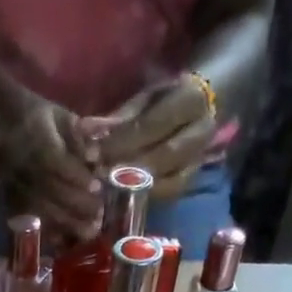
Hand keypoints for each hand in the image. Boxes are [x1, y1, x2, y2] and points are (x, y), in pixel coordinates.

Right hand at [0, 96, 103, 244]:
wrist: (6, 123)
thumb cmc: (42, 118)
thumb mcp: (62, 116)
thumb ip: (79, 135)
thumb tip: (94, 156)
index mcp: (35, 137)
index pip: (55, 160)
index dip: (76, 176)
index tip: (97, 187)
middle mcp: (23, 163)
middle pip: (50, 189)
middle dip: (77, 204)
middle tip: (99, 214)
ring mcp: (15, 183)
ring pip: (41, 206)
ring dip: (66, 222)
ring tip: (88, 231)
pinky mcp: (11, 198)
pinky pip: (30, 218)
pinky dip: (47, 230)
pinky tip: (64, 240)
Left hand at [89, 75, 215, 200]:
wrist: (204, 105)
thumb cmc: (167, 97)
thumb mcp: (145, 96)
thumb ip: (120, 116)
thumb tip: (87, 131)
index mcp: (191, 100)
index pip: (152, 125)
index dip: (121, 142)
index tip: (94, 152)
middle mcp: (202, 131)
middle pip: (163, 156)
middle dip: (127, 167)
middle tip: (98, 173)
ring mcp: (201, 157)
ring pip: (169, 180)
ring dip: (136, 186)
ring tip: (107, 186)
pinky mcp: (194, 176)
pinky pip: (171, 192)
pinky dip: (146, 195)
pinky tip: (124, 194)